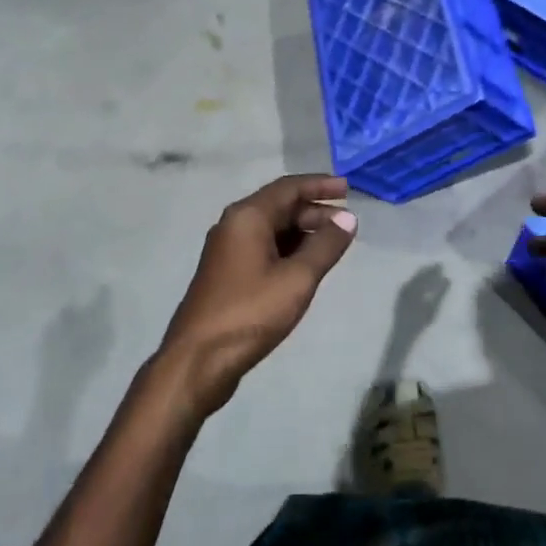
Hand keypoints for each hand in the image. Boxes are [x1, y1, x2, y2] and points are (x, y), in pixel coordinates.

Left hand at [159, 175, 357, 417]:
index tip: (348, 188)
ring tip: (333, 245)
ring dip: (303, 231)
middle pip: (280, 206)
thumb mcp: (297, 279)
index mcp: (247, 217)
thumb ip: (325, 246)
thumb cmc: (250, 313)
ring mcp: (227, 250)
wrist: (197, 360)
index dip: (320, 185)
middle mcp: (234, 225)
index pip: (289, 187)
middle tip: (347, 225)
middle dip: (315, 211)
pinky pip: (263, 247)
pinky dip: (288, 248)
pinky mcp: (227, 273)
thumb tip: (348, 218)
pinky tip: (306, 265)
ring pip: (271, 228)